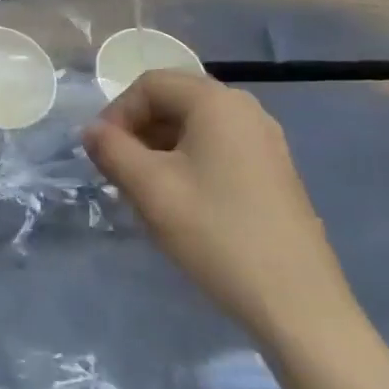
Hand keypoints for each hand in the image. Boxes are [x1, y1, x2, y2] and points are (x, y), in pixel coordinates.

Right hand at [83, 71, 357, 349]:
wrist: (297, 304)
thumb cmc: (216, 234)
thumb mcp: (150, 188)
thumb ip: (112, 150)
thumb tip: (91, 131)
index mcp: (217, 103)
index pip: (150, 84)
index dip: (117, 112)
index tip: (101, 153)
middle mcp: (246, 110)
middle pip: (174, 101)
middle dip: (137, 131)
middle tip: (117, 171)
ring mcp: (265, 142)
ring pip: (194, 127)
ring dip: (159, 148)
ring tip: (143, 190)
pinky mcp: (273, 172)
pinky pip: (217, 149)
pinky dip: (187, 163)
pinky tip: (179, 202)